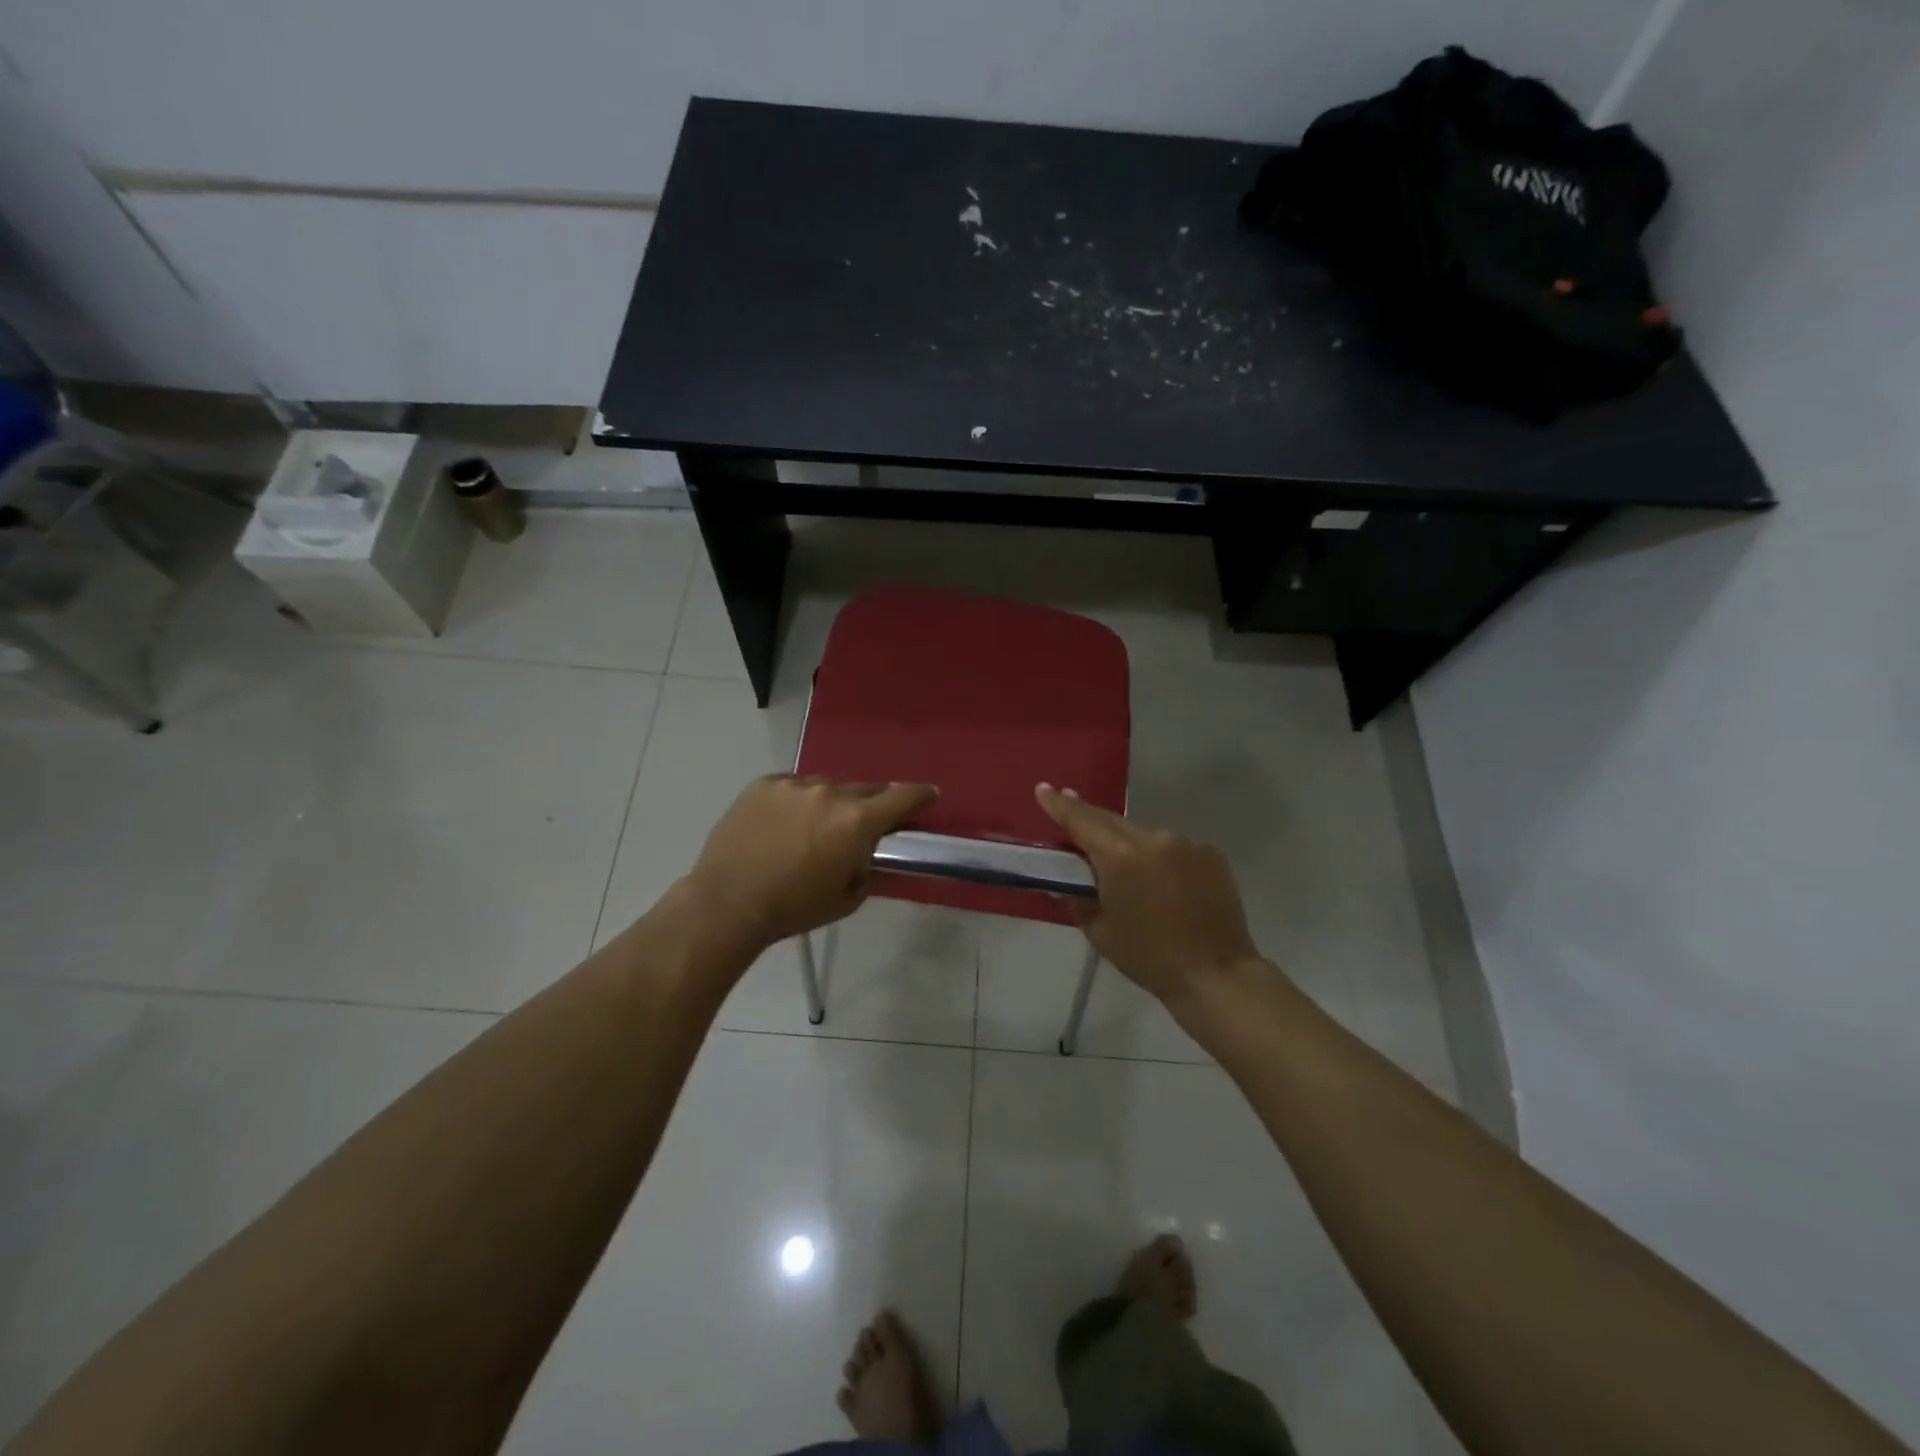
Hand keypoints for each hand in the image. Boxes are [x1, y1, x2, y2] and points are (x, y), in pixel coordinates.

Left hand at [683, 774, 937, 951]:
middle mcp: (830, 793)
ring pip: (825, 788)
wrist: (728, 903)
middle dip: (869, 805)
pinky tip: (782, 825)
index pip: (902, 797)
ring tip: (811, 830)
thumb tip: (868, 855)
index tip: (929, 794)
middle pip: (864, 790)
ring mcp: (794, 785)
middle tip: (860, 825)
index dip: (920, 795)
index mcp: (856, 821)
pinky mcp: (764, 784)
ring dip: (828, 804)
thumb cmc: (793, 908)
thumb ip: (866, 870)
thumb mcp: (845, 900)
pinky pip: (792, 787)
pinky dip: (796, 802)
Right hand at [1036, 784, 1263, 1007]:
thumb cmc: (1149, 958)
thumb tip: (1060, 883)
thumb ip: (1076, 900)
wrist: (1216, 975)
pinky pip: (1173, 847)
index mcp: (1120, 858)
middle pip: (1111, 820)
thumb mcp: (1101, 932)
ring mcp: (1186, 843)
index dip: (1059, 804)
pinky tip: (1161, 880)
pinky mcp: (1210, 853)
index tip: (1043, 788)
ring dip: (1127, 841)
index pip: (1081, 820)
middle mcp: (1153, 839)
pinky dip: (1159, 856)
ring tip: (1120, 862)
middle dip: (1088, 816)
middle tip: (1070, 806)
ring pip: (1143, 833)